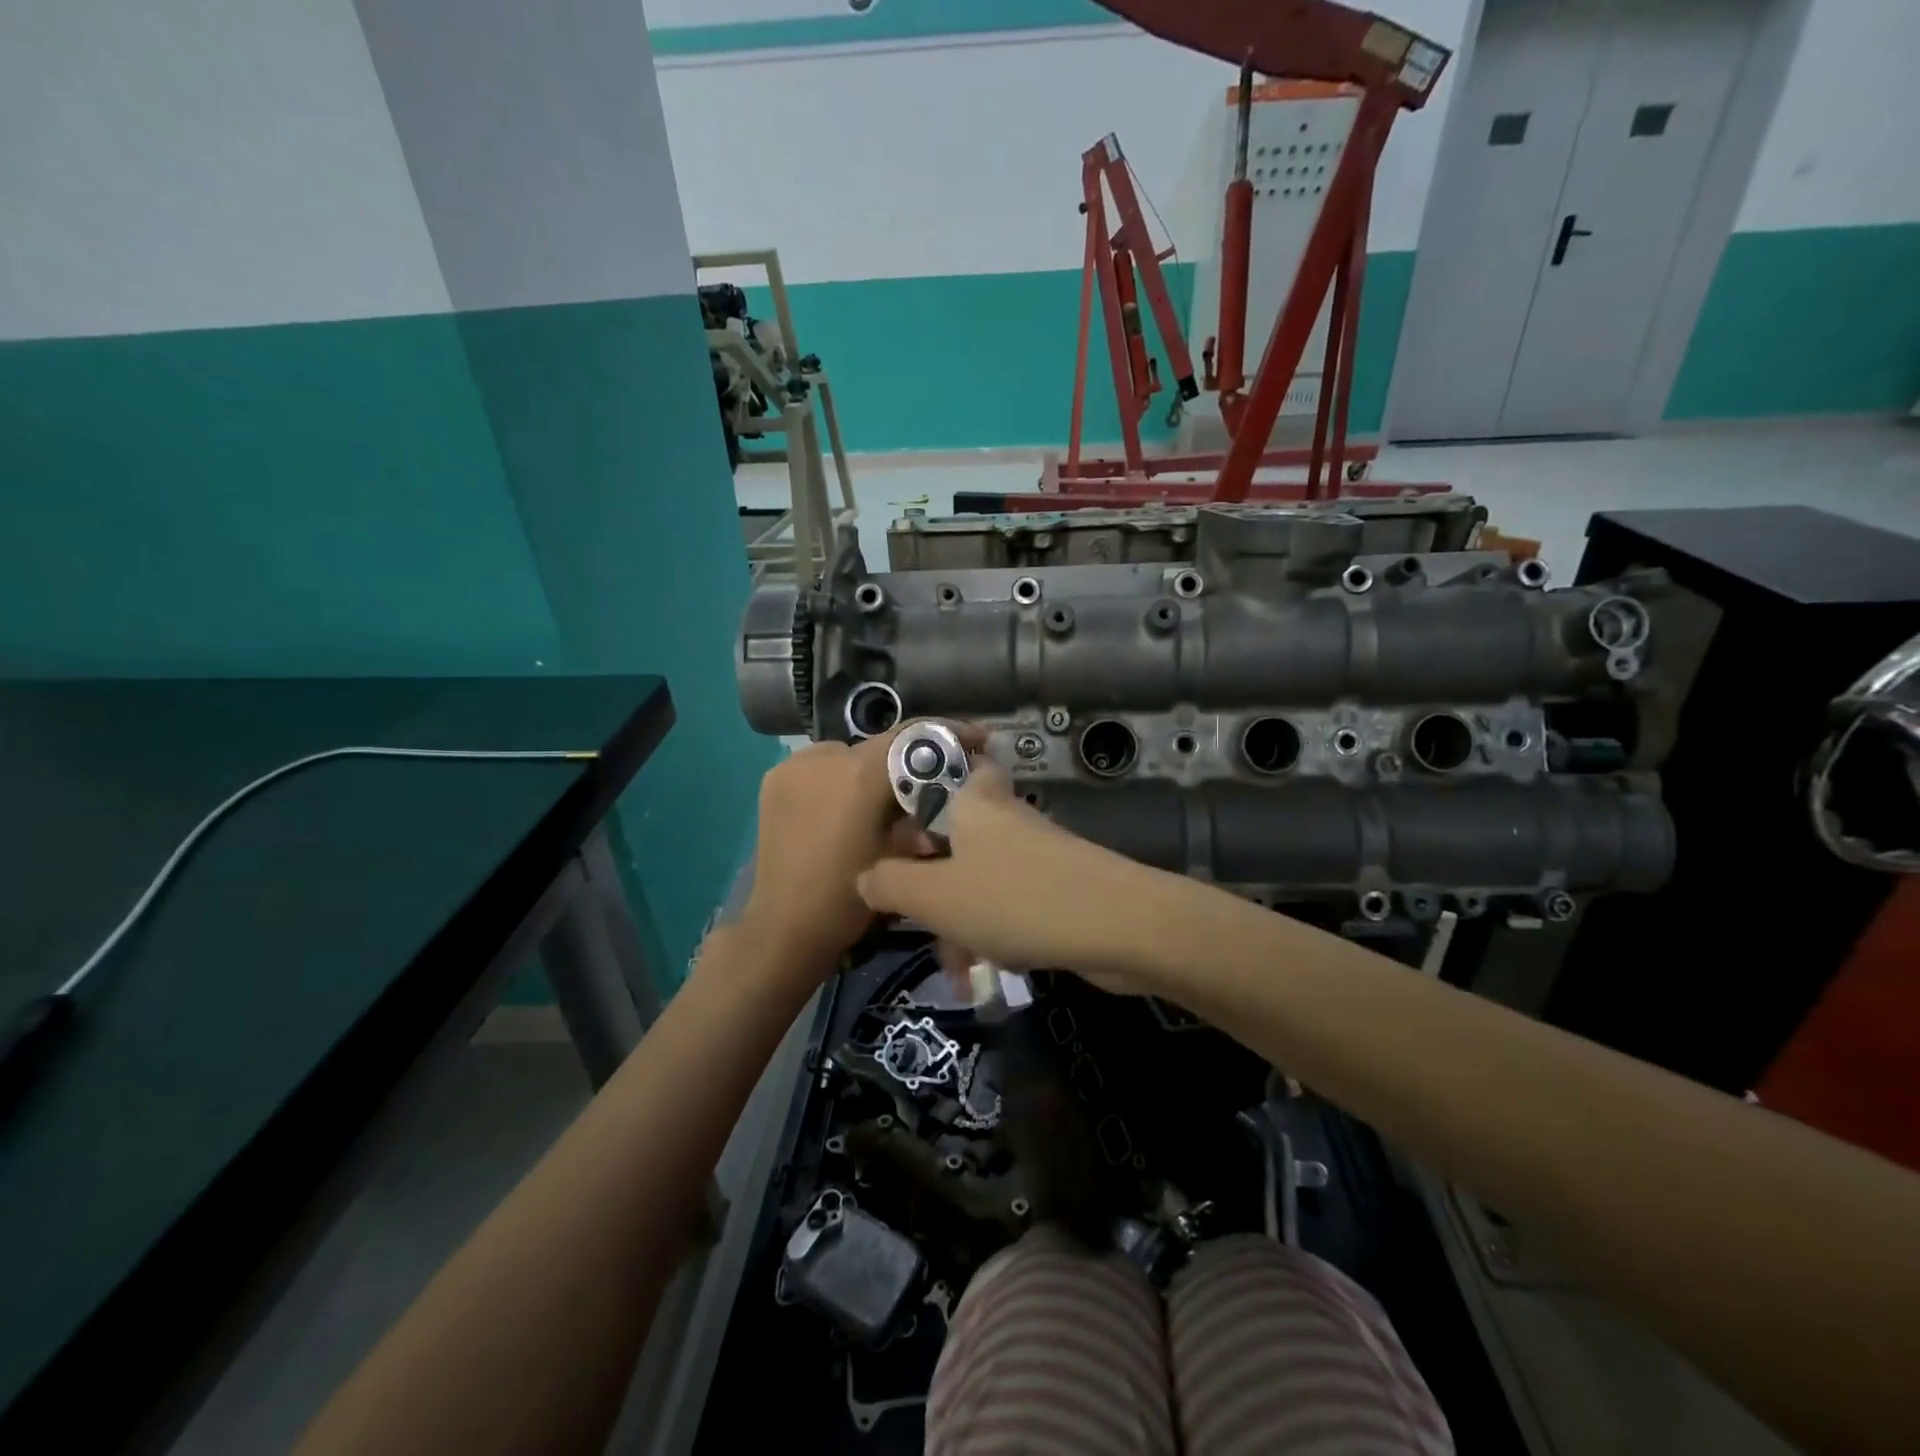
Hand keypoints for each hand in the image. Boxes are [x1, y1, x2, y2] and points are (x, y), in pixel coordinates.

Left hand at [735, 721, 984, 983]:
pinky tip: (843, 806)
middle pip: (881, 745)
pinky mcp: (774, 779)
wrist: (785, 927)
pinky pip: (819, 766)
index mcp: (860, 774)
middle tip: (925, 785)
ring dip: (869, 770)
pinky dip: (838, 778)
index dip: (949, 733)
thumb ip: (925, 812)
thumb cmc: (851, 898)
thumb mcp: (903, 855)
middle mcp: (825, 757)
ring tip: (880, 800)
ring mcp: (794, 765)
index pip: (914, 734)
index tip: (976, 740)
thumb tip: (947, 791)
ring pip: (848, 754)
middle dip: (907, 761)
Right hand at [855, 765, 1179, 992]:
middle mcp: (1000, 817)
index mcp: (968, 803)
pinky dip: (992, 933)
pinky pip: (1007, 901)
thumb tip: (865, 875)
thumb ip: (889, 884)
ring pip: (976, 878)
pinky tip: (989, 971)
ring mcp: (1032, 850)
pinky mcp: (1055, 883)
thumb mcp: (934, 897)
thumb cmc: (1015, 900)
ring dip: (959, 924)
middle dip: (930, 885)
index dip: (907, 803)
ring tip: (958, 972)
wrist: (1121, 926)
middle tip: (920, 918)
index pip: (933, 773)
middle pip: (950, 837)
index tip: (891, 845)